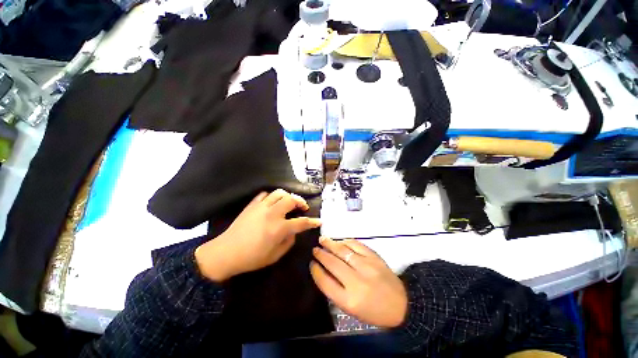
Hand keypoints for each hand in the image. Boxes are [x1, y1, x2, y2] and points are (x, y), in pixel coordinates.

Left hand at [195, 190, 321, 281]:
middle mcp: (272, 214)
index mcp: (279, 228)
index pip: (301, 222)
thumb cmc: (252, 258)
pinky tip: (273, 202)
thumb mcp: (275, 256)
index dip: (312, 222)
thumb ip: (289, 242)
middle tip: (303, 207)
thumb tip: (294, 231)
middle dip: (301, 202)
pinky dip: (271, 196)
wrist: (226, 253)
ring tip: (289, 202)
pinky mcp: (252, 205)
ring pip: (279, 193)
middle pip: (291, 200)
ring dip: (288, 196)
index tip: (319, 221)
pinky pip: (264, 194)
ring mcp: (261, 207)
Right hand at [310, 237, 407, 327]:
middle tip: (315, 249)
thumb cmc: (374, 311)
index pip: (325, 282)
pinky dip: (346, 241)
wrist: (401, 305)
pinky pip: (356, 245)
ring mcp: (366, 266)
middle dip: (321, 254)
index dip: (316, 271)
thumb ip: (336, 291)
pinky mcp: (374, 257)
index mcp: (349, 300)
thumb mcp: (352, 309)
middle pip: (332, 263)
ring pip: (343, 251)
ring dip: (331, 244)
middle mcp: (356, 281)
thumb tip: (323, 271)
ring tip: (323, 240)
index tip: (312, 264)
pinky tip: (340, 241)